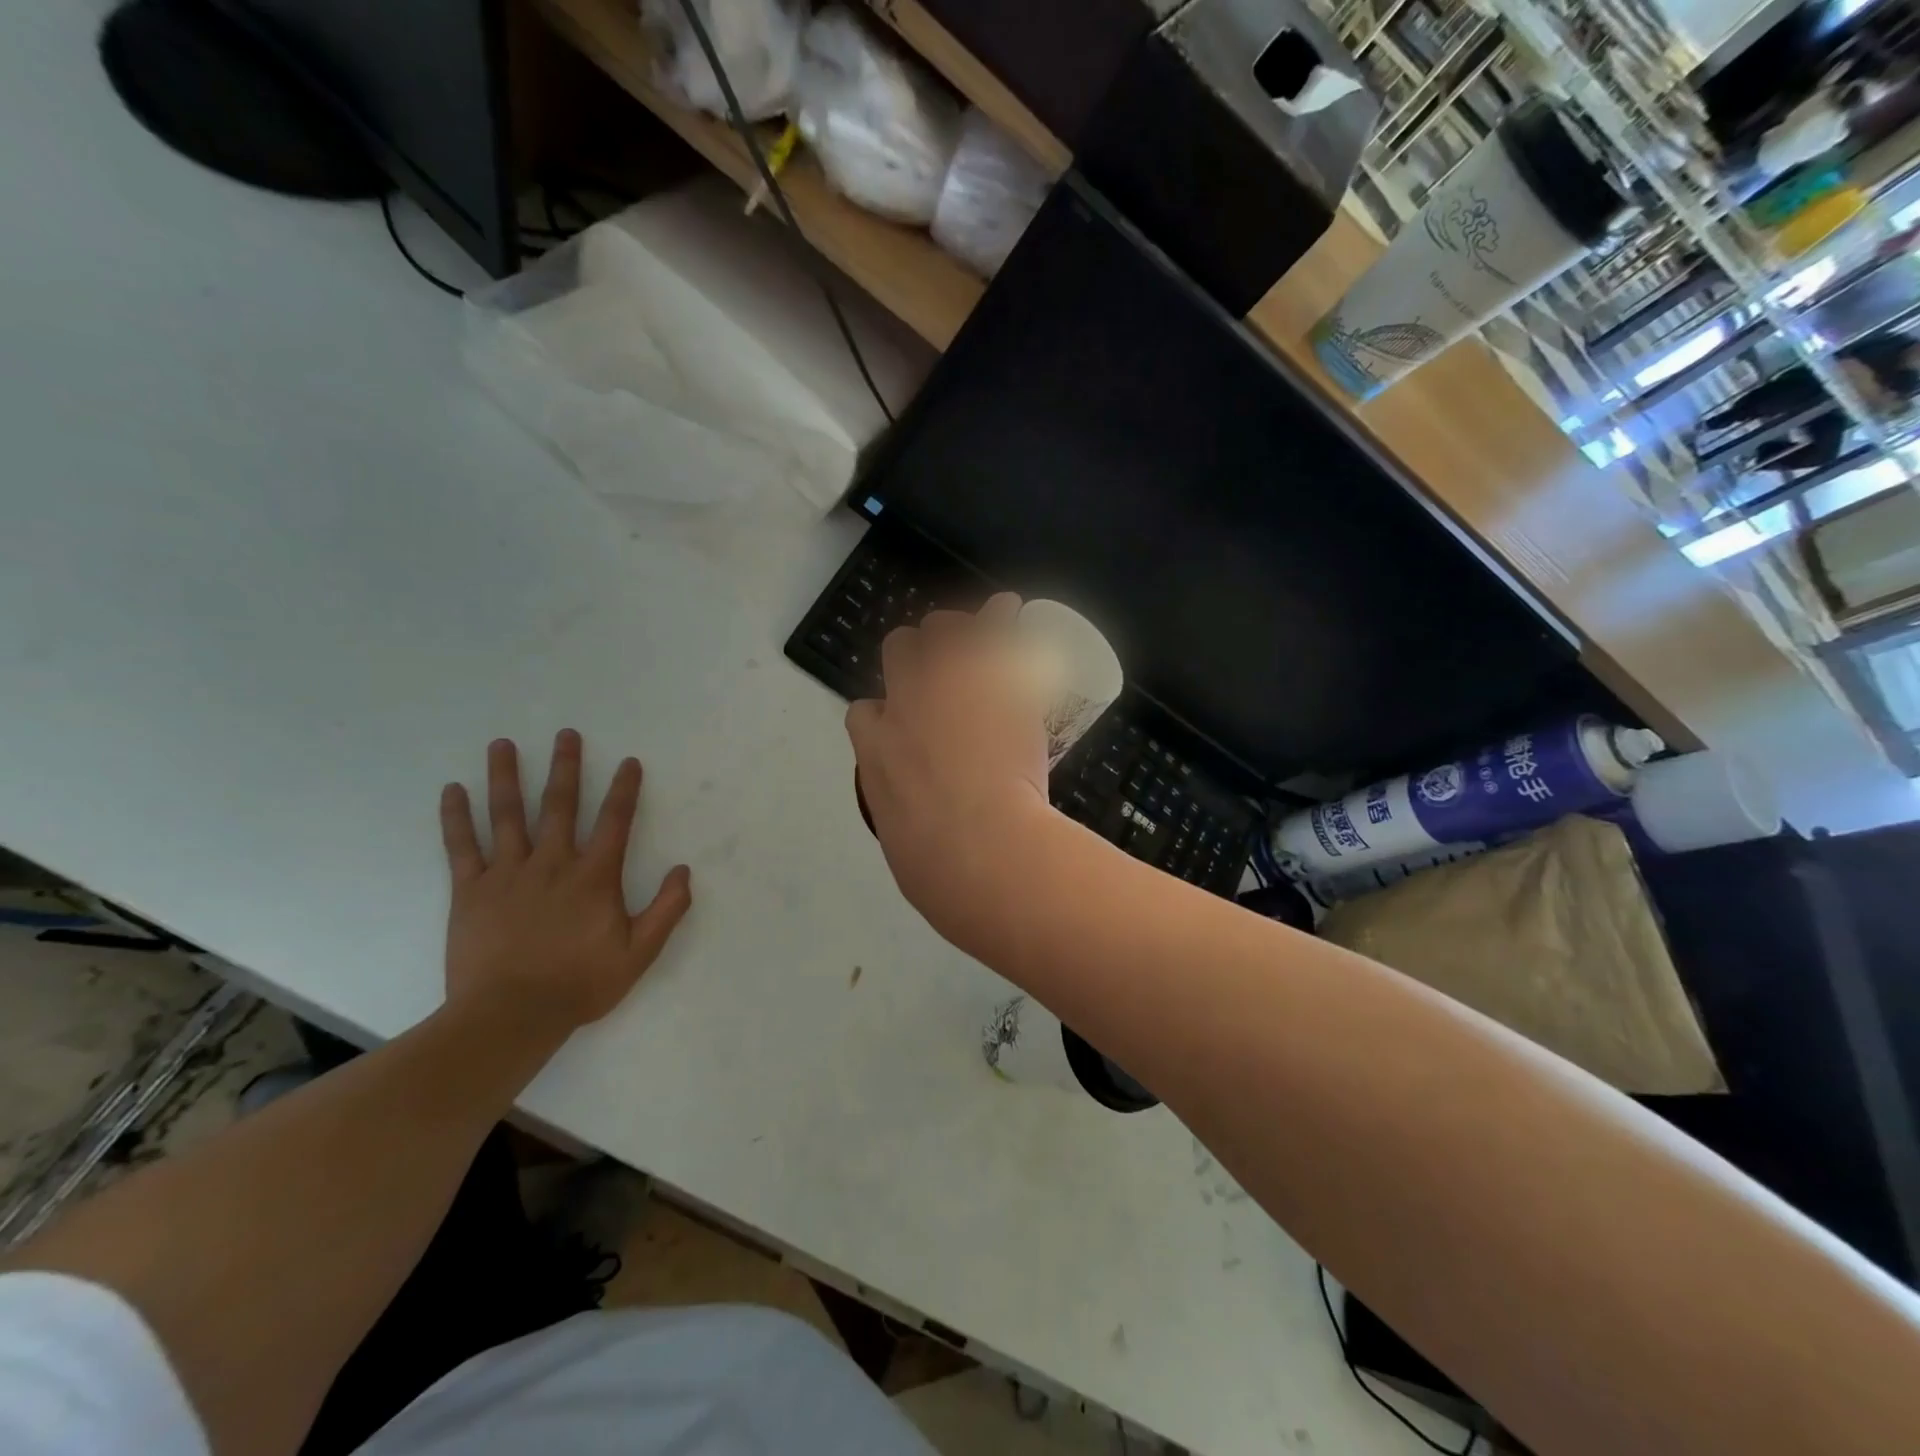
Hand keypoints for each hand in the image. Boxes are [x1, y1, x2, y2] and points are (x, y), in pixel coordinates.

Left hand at [439, 731, 691, 1047]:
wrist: (509, 1016)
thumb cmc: (579, 984)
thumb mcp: (639, 953)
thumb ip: (666, 909)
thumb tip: (683, 870)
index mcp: (593, 876)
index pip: (614, 821)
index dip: (624, 789)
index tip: (629, 762)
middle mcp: (552, 863)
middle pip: (559, 804)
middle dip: (565, 767)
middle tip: (566, 733)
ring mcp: (507, 874)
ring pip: (508, 814)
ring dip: (506, 776)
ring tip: (503, 744)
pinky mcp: (470, 891)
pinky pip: (461, 846)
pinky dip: (456, 817)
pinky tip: (453, 790)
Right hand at [845, 596, 1055, 950]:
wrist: (982, 849)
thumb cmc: (937, 869)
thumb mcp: (901, 844)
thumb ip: (903, 814)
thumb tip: (915, 822)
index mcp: (874, 748)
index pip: (865, 712)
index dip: (885, 716)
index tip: (905, 730)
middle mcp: (904, 703)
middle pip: (898, 650)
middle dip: (915, 655)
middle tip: (941, 671)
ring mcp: (949, 683)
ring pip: (940, 629)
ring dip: (954, 631)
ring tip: (976, 637)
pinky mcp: (993, 679)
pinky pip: (995, 629)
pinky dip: (1001, 619)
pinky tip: (1010, 612)